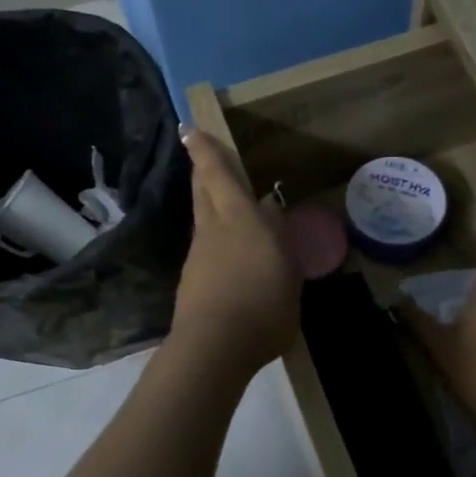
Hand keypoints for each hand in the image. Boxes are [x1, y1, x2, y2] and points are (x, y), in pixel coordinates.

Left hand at [171, 126, 300, 376]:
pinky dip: (214, 240)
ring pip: (202, 218)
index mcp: (240, 219)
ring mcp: (198, 255)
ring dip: (208, 204)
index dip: (204, 151)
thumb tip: (270, 211)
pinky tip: (228, 254)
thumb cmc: (263, 307)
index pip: (218, 175)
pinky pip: (205, 247)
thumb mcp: (287, 271)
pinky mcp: (191, 280)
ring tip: (223, 203)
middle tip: (201, 157)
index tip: (188, 129)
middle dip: (202, 171)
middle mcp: (214, 230)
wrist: (214, 348)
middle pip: (203, 191)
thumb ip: (278, 238)